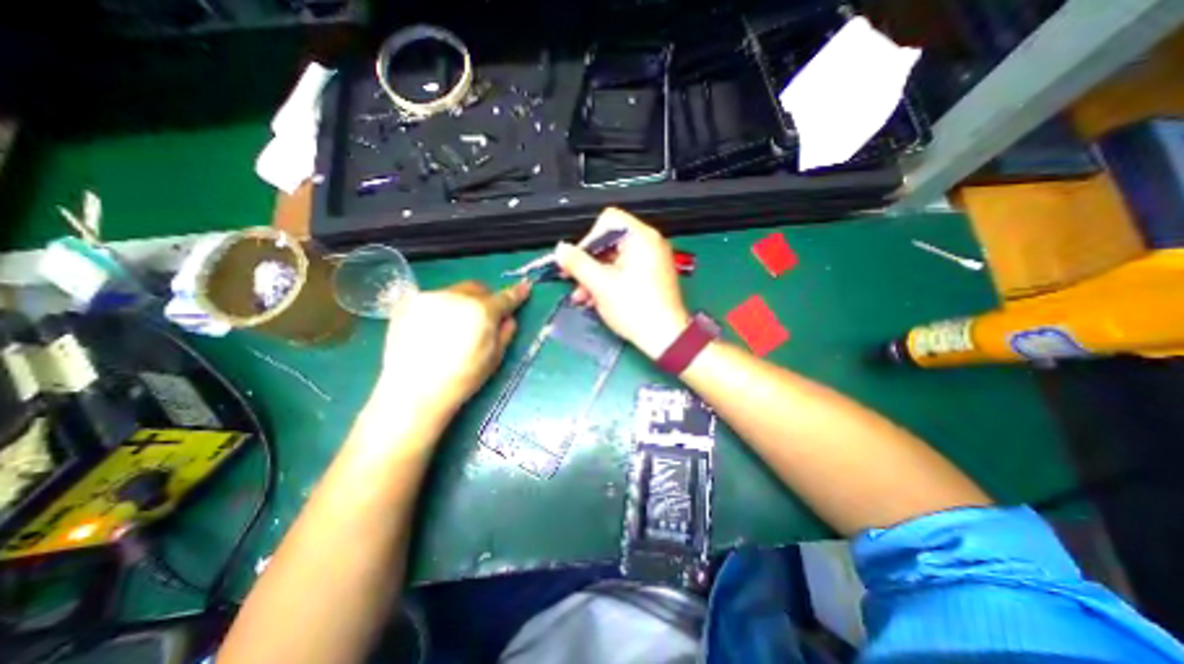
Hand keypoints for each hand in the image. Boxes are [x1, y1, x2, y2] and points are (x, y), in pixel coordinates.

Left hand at [376, 279, 528, 414]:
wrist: (413, 391)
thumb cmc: (461, 378)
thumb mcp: (494, 358)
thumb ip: (505, 334)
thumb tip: (508, 319)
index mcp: (481, 311)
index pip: (504, 298)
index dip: (516, 293)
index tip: (525, 288)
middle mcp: (456, 297)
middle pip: (477, 288)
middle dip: (485, 298)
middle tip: (484, 317)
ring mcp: (429, 298)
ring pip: (454, 292)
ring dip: (462, 303)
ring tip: (455, 327)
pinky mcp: (408, 303)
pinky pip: (433, 300)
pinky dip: (441, 309)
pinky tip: (435, 330)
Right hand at [558, 211, 694, 359]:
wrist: (666, 338)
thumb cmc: (635, 309)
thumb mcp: (600, 285)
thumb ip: (577, 263)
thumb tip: (560, 249)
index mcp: (641, 238)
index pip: (608, 221)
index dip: (588, 239)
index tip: (577, 261)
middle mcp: (650, 243)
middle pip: (610, 241)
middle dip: (588, 263)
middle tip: (574, 281)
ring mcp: (652, 260)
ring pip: (615, 259)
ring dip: (595, 275)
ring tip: (583, 297)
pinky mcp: (652, 275)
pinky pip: (625, 270)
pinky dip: (609, 281)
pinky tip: (597, 299)